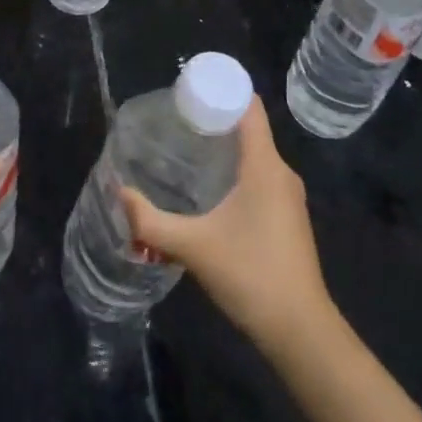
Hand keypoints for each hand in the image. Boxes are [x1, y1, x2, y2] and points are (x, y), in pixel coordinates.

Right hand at [120, 96, 332, 353]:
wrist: (300, 330)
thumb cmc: (250, 275)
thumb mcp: (193, 246)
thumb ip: (151, 221)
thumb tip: (120, 194)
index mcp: (265, 166)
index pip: (250, 107)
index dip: (222, 90)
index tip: (188, 90)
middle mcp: (281, 173)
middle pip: (250, 128)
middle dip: (214, 119)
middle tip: (175, 121)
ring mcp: (288, 196)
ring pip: (256, 155)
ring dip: (224, 147)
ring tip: (186, 149)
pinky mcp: (288, 217)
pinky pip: (260, 176)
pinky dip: (236, 170)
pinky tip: (209, 188)